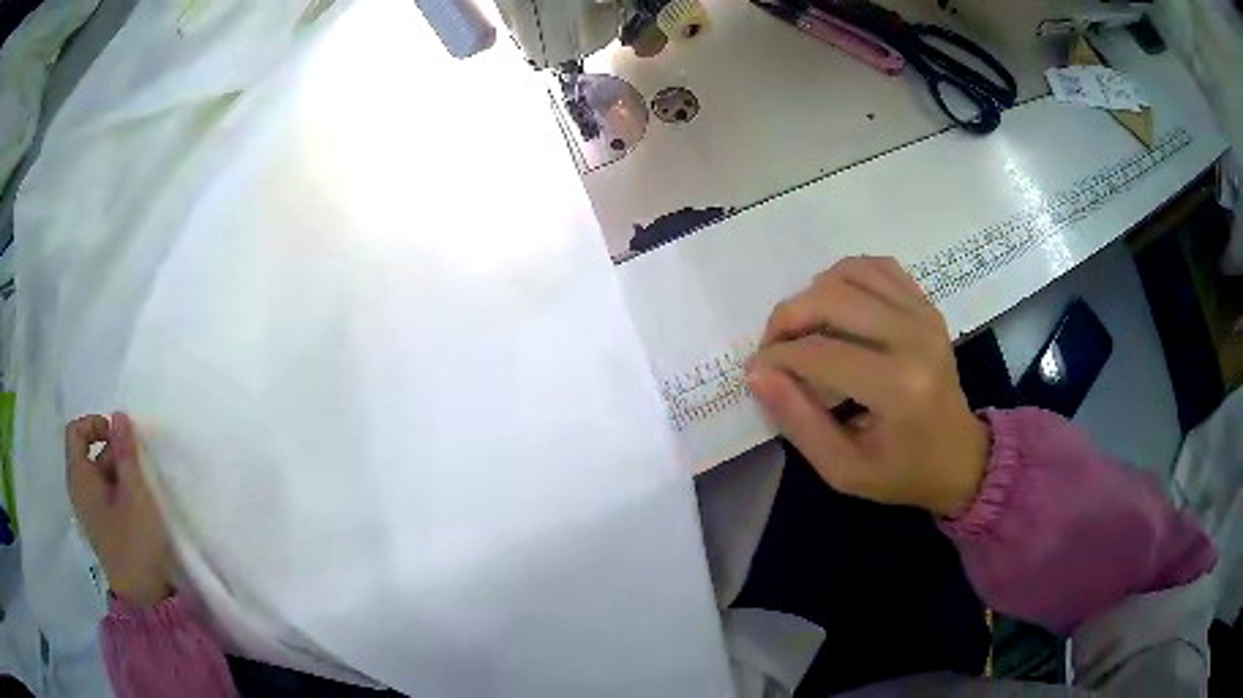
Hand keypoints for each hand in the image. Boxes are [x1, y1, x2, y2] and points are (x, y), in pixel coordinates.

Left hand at [66, 412, 174, 605]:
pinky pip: (103, 494)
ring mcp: (88, 510)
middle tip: (137, 466)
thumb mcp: (135, 493)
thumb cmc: (135, 541)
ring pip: (98, 474)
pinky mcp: (100, 526)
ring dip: (118, 472)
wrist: (143, 597)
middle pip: (87, 452)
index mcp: (79, 478)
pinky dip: (117, 489)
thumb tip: (118, 416)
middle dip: (112, 451)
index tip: (118, 435)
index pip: (75, 432)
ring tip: (140, 488)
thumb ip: (126, 452)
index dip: (94, 424)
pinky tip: (136, 504)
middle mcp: (78, 490)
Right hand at [745, 257, 988, 516]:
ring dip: (813, 293)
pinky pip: (877, 267)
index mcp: (899, 388)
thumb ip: (798, 421)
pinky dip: (846, 276)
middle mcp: (915, 339)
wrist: (959, 457)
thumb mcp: (843, 469)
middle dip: (788, 316)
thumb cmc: (900, 472)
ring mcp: (924, 315)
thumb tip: (757, 373)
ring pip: (851, 273)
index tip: (756, 370)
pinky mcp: (926, 305)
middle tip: (773, 344)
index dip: (777, 357)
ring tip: (802, 327)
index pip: (821, 352)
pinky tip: (835, 305)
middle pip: (833, 298)